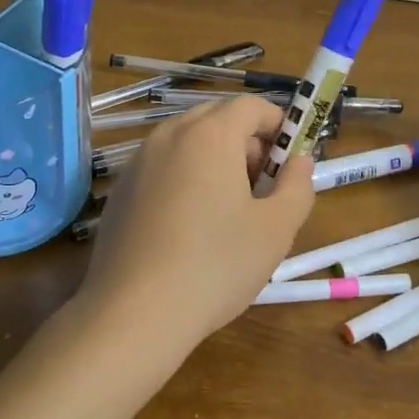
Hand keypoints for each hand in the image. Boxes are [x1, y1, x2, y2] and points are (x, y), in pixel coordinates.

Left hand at [74, 96, 314, 367]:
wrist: (134, 312)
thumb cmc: (216, 265)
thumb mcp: (276, 229)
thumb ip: (297, 186)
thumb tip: (299, 162)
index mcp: (210, 135)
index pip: (251, 105)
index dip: (278, 125)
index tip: (289, 162)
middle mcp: (169, 136)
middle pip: (217, 119)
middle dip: (246, 144)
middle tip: (261, 190)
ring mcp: (138, 162)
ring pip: (187, 144)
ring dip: (215, 162)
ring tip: (226, 213)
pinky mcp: (120, 190)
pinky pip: (162, 168)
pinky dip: (184, 180)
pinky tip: (188, 230)